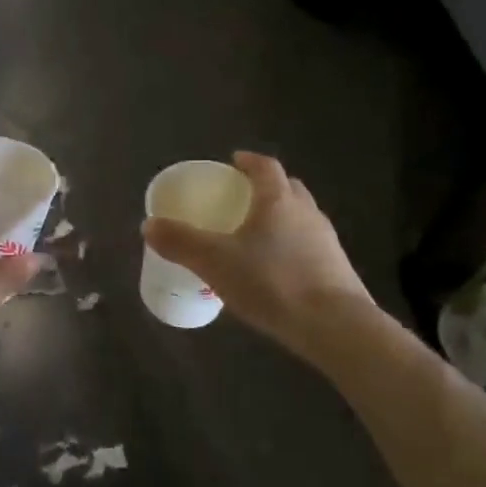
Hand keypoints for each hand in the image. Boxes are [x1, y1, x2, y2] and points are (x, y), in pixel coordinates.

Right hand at [143, 151, 372, 365]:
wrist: (334, 325)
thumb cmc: (271, 282)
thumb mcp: (214, 262)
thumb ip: (181, 242)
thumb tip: (148, 225)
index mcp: (278, 200)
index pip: (266, 167)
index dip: (249, 161)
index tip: (234, 161)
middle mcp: (307, 213)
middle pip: (288, 189)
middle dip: (266, 189)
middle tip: (242, 199)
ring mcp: (326, 242)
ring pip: (300, 219)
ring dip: (280, 220)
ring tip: (255, 238)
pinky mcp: (337, 270)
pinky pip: (308, 247)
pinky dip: (290, 249)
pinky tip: (275, 272)